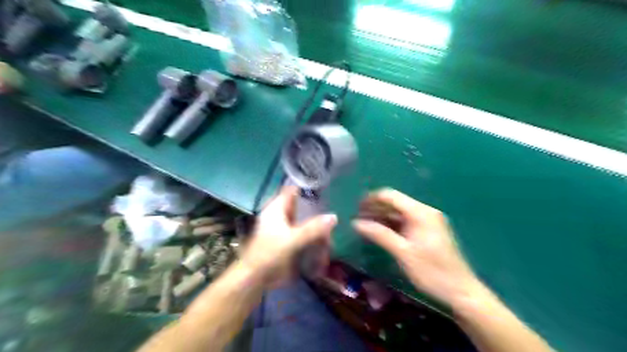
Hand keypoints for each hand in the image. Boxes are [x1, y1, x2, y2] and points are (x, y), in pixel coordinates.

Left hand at [240, 185, 337, 286]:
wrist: (256, 277)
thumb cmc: (270, 254)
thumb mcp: (292, 239)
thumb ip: (313, 228)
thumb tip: (334, 216)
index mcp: (277, 209)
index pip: (292, 190)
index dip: (307, 187)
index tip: (325, 188)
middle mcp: (280, 215)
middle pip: (301, 205)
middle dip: (316, 209)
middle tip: (333, 211)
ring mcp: (284, 227)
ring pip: (304, 219)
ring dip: (316, 224)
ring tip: (331, 229)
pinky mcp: (287, 240)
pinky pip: (303, 233)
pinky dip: (313, 235)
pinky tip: (324, 240)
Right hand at [353, 188, 481, 305]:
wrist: (461, 291)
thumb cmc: (431, 271)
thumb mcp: (402, 252)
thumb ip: (379, 234)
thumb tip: (356, 223)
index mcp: (420, 213)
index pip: (391, 196)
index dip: (372, 199)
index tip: (356, 208)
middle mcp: (425, 211)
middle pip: (395, 202)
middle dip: (376, 208)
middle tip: (358, 218)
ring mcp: (428, 221)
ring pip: (400, 212)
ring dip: (382, 216)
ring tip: (365, 224)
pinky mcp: (429, 231)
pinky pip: (406, 221)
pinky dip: (392, 224)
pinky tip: (380, 231)